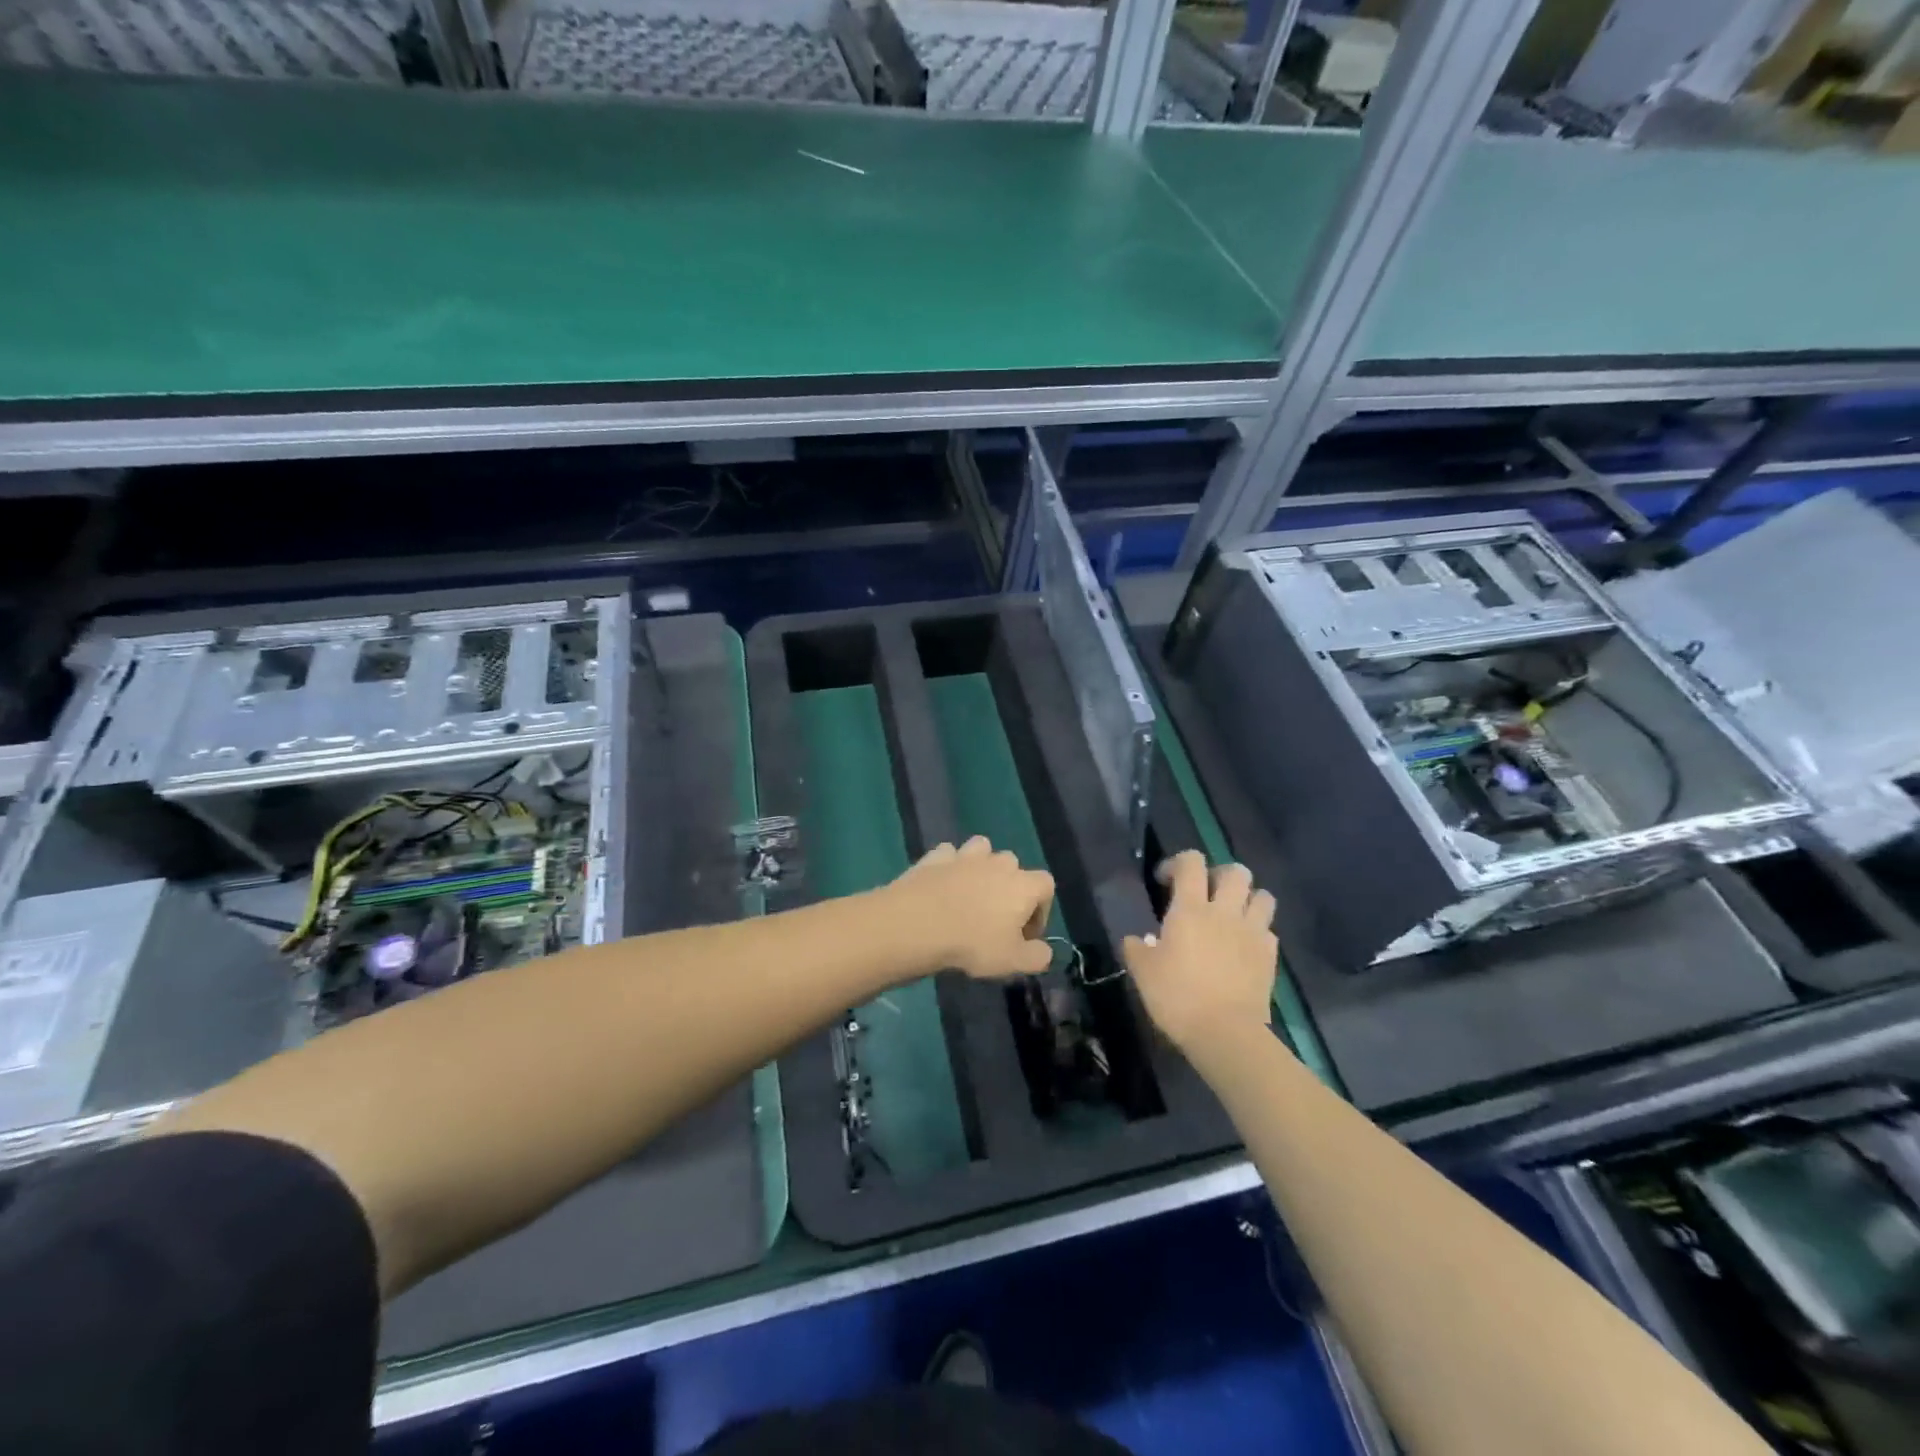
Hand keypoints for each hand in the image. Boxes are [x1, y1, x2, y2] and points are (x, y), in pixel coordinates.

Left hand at [882, 836, 1054, 978]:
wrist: (917, 924)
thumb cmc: (972, 943)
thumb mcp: (1013, 962)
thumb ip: (1038, 957)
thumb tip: (1043, 951)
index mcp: (1023, 884)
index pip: (1046, 886)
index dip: (1040, 910)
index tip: (1024, 935)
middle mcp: (998, 862)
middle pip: (1014, 866)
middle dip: (1010, 887)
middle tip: (996, 918)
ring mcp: (965, 855)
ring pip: (982, 849)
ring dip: (981, 867)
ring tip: (970, 893)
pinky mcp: (936, 856)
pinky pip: (949, 854)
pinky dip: (949, 866)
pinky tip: (942, 884)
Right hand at [1123, 851, 1275, 1052]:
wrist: (1226, 1033)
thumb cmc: (1177, 996)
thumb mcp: (1143, 972)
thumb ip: (1136, 949)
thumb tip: (1135, 939)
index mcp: (1190, 909)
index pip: (1191, 862)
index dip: (1177, 863)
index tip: (1165, 882)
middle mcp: (1224, 912)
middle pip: (1236, 871)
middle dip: (1220, 874)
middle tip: (1206, 893)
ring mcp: (1252, 932)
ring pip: (1262, 896)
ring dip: (1248, 898)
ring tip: (1233, 914)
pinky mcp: (1270, 956)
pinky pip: (1269, 930)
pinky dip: (1258, 931)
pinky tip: (1245, 946)